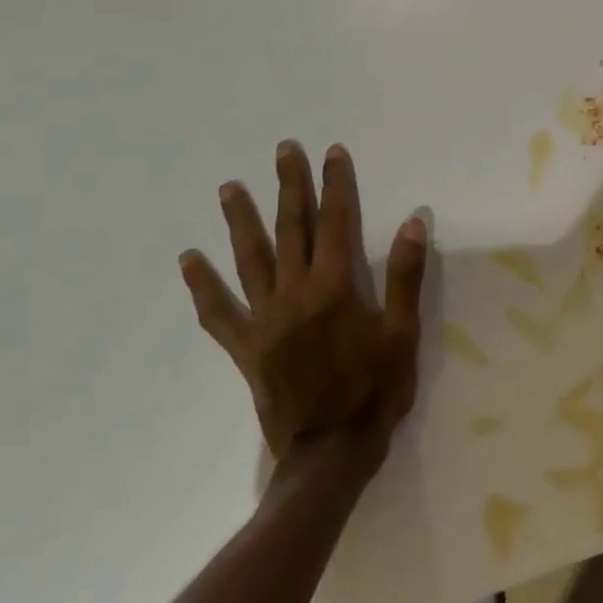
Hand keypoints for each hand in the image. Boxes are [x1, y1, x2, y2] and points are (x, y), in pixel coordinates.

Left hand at [179, 141, 426, 465]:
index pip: (336, 223)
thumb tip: (412, 222)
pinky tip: (189, 262)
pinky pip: (218, 312)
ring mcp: (264, 320)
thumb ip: (405, 276)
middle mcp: (294, 294)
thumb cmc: (376, 389)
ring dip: (241, 221)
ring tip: (229, 188)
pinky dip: (203, 285)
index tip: (332, 153)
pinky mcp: (246, 347)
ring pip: (250, 260)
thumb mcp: (403, 332)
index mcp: (334, 288)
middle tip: (283, 151)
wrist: (331, 451)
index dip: (336, 185)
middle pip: (290, 230)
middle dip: (290, 187)